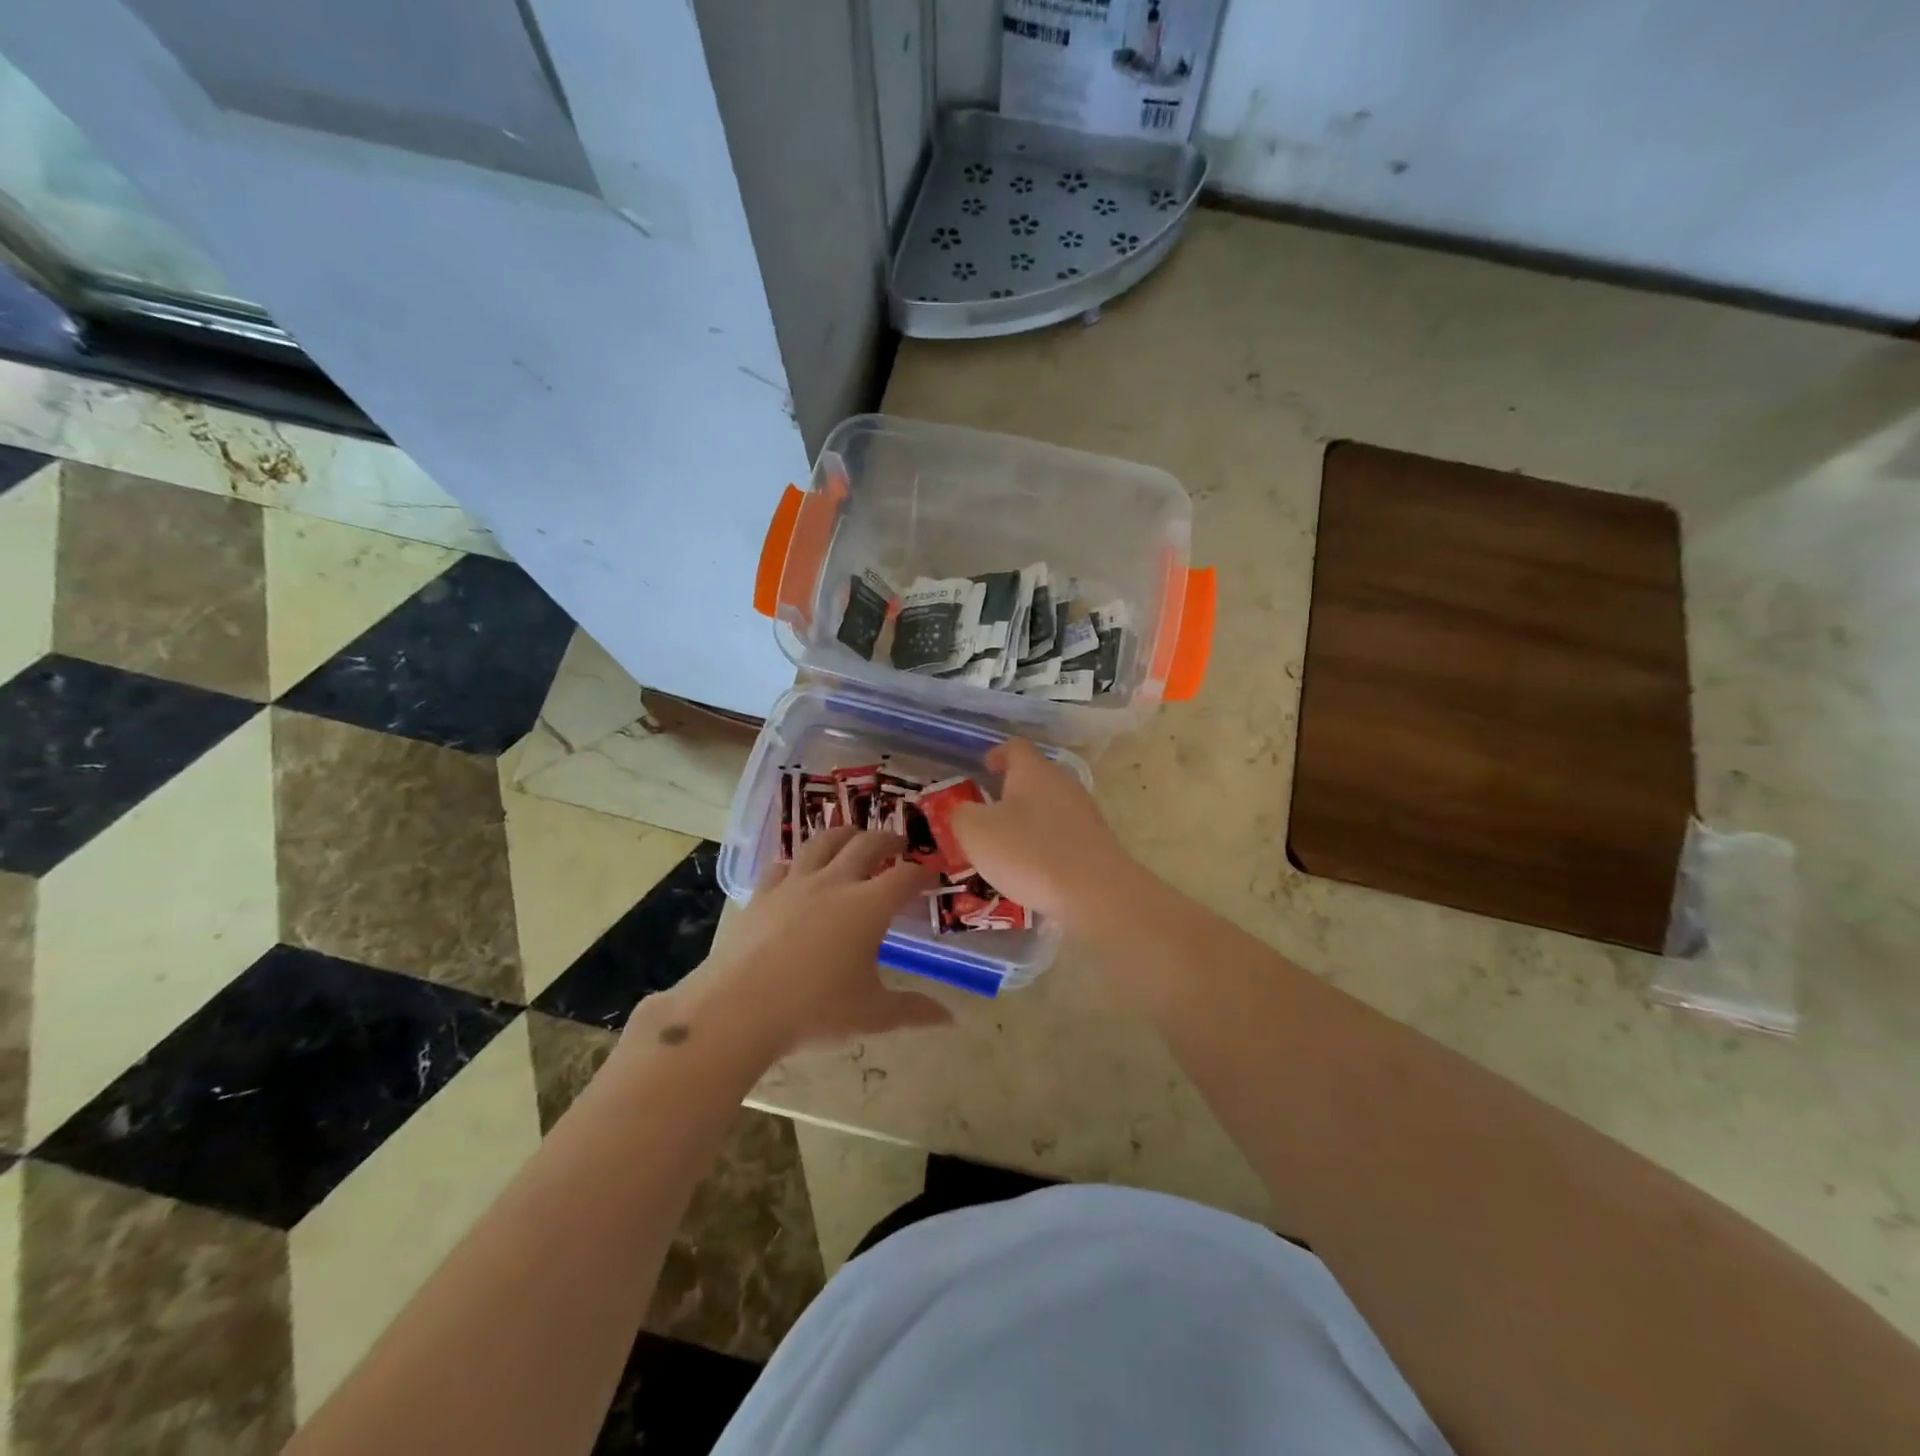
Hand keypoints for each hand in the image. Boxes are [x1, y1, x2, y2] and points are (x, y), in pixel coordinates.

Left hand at [676, 827, 951, 1059]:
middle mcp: (835, 882)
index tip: (932, 876)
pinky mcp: (763, 892)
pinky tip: (800, 870)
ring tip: (854, 838)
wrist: (738, 1009)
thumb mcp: (871, 1015)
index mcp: (868, 906)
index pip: (905, 876)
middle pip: (868, 844)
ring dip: (846, 834)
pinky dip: (800, 861)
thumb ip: (912, 1010)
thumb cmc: (813, 1011)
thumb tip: (949, 1018)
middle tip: (899, 846)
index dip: (923, 873)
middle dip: (889, 840)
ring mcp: (795, 883)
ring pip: (825, 840)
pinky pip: (785, 864)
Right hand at [950, 739, 1145, 932]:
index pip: (1015, 748)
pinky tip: (1034, 868)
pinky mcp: (1097, 843)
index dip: (997, 754)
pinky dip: (1046, 844)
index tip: (984, 768)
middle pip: (1035, 777)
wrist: (1095, 892)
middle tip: (988, 812)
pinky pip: (1064, 835)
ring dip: (1029, 820)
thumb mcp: (976, 833)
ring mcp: (1085, 813)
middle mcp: (1063, 783)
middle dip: (1011, 791)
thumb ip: (961, 815)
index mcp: (1033, 771)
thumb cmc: (1029, 852)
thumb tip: (963, 811)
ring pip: (1050, 807)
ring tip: (1007, 845)